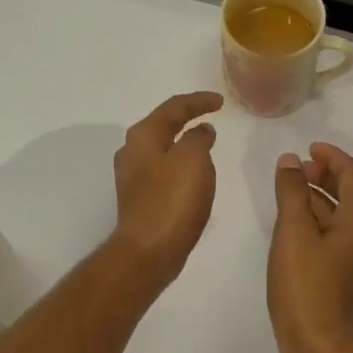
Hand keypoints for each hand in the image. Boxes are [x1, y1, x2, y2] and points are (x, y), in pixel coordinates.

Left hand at [111, 91, 222, 286]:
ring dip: (183, 142)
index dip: (198, 101)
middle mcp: (132, 152)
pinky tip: (192, 173)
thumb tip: (201, 131)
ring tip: (205, 142)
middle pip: (162, 125)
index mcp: (143, 136)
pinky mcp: (140, 198)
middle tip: (210, 116)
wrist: (149, 250)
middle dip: (186, 118)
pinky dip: (180, 164)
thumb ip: (198, 138)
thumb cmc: (172, 200)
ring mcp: (133, 177)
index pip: (173, 107)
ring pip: (162, 148)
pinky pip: (163, 170)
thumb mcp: (193, 160)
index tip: (220, 102)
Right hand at [269, 142, 352, 352]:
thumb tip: (291, 160)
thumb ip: (293, 191)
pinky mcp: (342, 275)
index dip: (332, 155)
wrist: (317, 343)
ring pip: (338, 215)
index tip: (308, 148)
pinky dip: (315, 220)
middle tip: (297, 168)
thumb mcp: (294, 231)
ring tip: (288, 191)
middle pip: (349, 193)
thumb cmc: (305, 284)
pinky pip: (332, 235)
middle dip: (324, 174)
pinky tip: (292, 226)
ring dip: (317, 197)